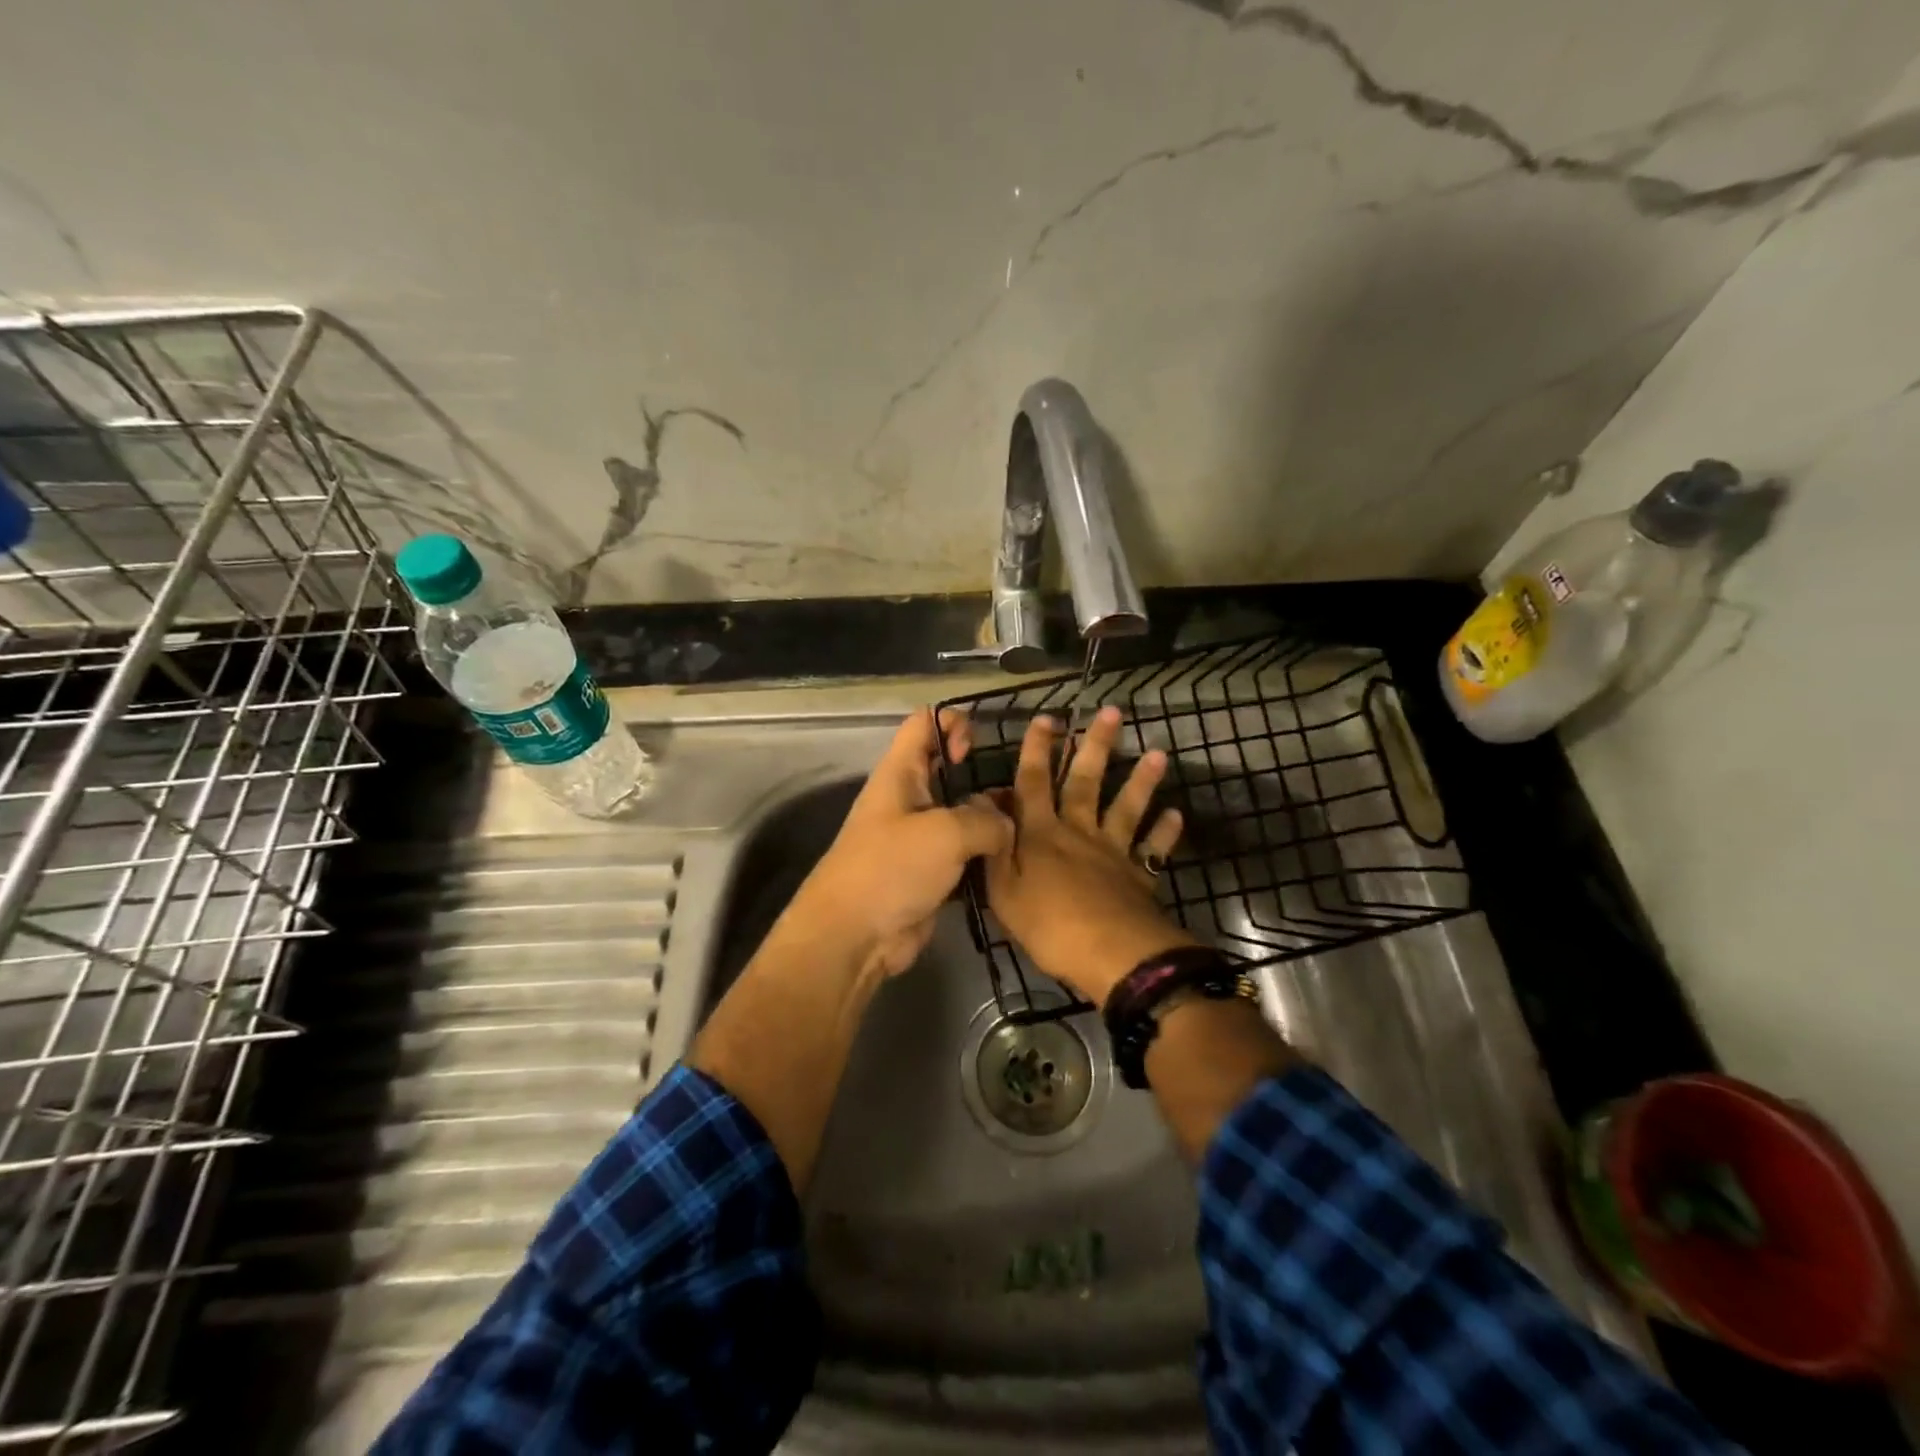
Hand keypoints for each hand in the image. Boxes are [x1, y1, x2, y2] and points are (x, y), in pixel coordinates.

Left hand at [794, 708, 1013, 977]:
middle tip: (1016, 792)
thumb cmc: (892, 868)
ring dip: (990, 820)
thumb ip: (985, 820)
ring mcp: (918, 838)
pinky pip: (964, 853)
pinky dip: (985, 855)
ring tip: (1024, 828)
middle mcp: (908, 799)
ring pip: (961, 814)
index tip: (974, 751)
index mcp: (900, 773)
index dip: (952, 724)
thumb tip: (1005, 824)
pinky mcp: (929, 872)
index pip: (924, 723)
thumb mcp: (946, 833)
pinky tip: (1013, 862)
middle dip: (982, 774)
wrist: (854, 936)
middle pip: (947, 769)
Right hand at [984, 706, 1194, 1006]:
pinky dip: (1165, 831)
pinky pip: (1154, 848)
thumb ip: (994, 847)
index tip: (1046, 719)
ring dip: (1141, 779)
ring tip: (1157, 752)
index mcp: (1040, 834)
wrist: (1110, 954)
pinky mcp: (1139, 874)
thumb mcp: (1003, 891)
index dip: (1036, 750)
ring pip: (1126, 806)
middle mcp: (1078, 831)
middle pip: (1086, 781)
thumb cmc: (1048, 925)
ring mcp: (1112, 851)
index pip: (1033, 783)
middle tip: (1112, 712)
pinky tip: (1176, 814)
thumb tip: (985, 807)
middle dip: (1095, 745)